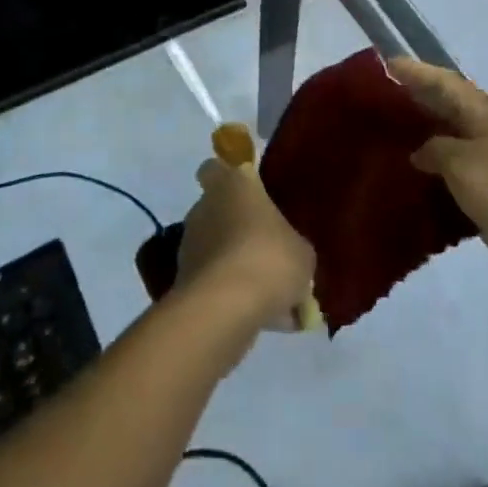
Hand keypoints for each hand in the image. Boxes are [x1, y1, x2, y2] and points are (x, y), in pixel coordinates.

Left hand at [175, 158, 315, 331]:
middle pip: (220, 212)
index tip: (248, 193)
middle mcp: (205, 208)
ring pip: (218, 251)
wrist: (226, 308)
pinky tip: (265, 318)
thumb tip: (290, 254)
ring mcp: (191, 246)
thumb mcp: (302, 252)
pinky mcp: (185, 282)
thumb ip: (294, 247)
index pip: (215, 168)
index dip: (228, 178)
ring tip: (274, 297)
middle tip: (270, 252)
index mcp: (231, 186)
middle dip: (240, 231)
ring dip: (238, 267)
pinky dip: (234, 297)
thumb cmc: (269, 258)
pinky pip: (216, 284)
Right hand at [391, 58, 487, 299]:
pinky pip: (453, 177)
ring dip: (420, 139)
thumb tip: (422, 151)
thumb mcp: (464, 164)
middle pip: (447, 108)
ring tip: (384, 137)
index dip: (416, 72)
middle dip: (415, 100)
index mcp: (486, 115)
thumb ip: (436, 149)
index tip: (384, 65)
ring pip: (448, 143)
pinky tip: (407, 181)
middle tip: (376, 99)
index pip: (445, 82)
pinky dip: (431, 176)